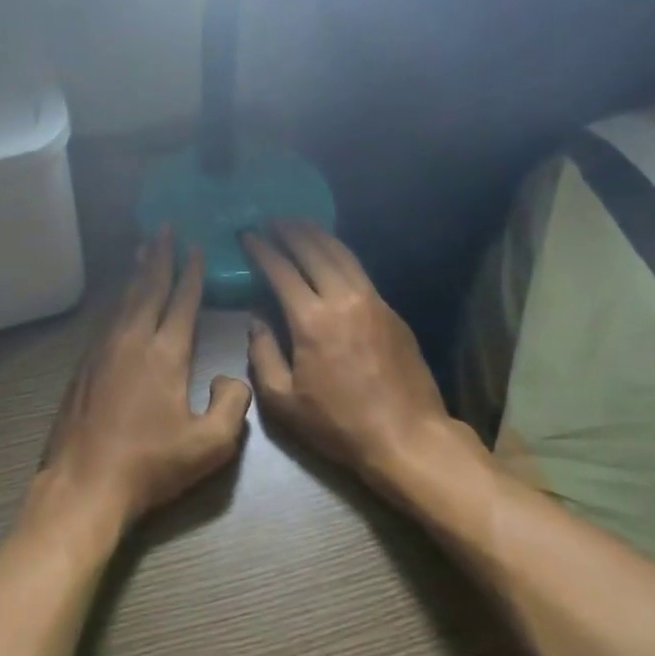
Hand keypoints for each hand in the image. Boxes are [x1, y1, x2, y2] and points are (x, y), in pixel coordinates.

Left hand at [37, 229, 252, 532]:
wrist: (85, 483)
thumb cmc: (151, 465)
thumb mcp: (210, 445)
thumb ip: (232, 405)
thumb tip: (231, 377)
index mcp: (165, 354)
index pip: (182, 302)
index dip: (192, 274)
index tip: (196, 247)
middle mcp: (132, 341)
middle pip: (148, 288)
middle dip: (159, 257)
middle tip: (164, 228)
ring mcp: (103, 352)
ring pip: (123, 300)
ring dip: (136, 273)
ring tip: (142, 250)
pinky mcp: (84, 367)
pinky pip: (106, 320)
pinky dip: (118, 300)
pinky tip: (119, 300)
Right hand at [242, 222, 458, 493]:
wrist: (407, 436)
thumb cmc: (338, 423)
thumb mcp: (283, 400)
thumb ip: (263, 355)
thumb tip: (256, 321)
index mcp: (312, 320)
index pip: (282, 271)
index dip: (262, 250)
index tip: (248, 235)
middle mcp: (343, 299)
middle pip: (315, 251)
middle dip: (291, 232)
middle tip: (273, 219)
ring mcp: (373, 302)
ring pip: (343, 255)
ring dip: (319, 235)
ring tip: (301, 224)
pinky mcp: (392, 312)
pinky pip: (361, 271)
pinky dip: (341, 255)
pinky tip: (333, 256)